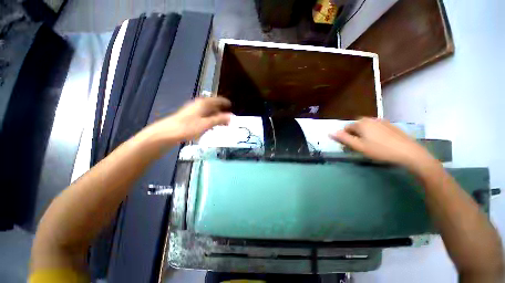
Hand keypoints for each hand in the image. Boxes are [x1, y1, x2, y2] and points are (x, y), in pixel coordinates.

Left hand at [150, 97, 231, 141]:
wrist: (168, 133)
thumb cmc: (188, 127)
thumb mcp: (206, 124)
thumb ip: (219, 119)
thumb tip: (231, 116)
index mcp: (203, 103)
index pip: (217, 100)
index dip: (224, 102)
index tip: (231, 105)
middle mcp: (198, 104)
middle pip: (213, 105)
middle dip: (221, 111)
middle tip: (228, 118)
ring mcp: (193, 110)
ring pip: (208, 111)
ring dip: (216, 116)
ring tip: (222, 123)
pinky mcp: (190, 116)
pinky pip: (203, 115)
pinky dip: (210, 119)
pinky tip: (211, 125)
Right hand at [330, 118, 433, 168]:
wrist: (408, 152)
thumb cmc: (380, 150)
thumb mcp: (358, 146)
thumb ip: (343, 138)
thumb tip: (330, 133)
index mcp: (361, 123)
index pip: (346, 129)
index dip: (346, 138)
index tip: (351, 147)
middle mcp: (370, 119)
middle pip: (356, 128)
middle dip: (355, 136)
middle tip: (360, 147)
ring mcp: (381, 121)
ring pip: (366, 128)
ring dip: (364, 136)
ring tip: (370, 146)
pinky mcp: (390, 125)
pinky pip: (376, 128)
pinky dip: (374, 134)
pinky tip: (380, 143)